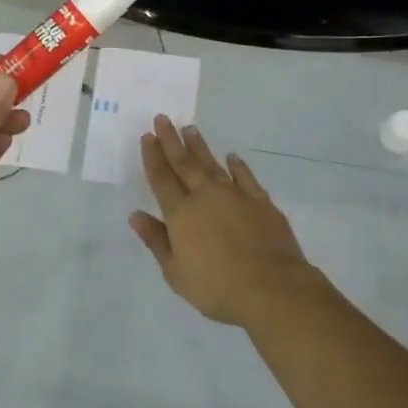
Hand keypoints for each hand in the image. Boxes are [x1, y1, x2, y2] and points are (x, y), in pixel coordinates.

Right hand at [130, 116, 312, 325]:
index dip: (152, 157)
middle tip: (162, 118)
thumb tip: (135, 215)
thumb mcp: (176, 273)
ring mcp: (235, 195)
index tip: (147, 136)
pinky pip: (245, 176)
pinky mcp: (261, 201)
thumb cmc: (217, 287)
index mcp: (181, 214)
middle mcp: (205, 196)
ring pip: (212, 164)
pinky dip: (237, 165)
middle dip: (170, 140)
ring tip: (190, 129)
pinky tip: (232, 157)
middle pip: (184, 163)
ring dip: (199, 147)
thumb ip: (156, 241)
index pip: (161, 179)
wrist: (272, 288)